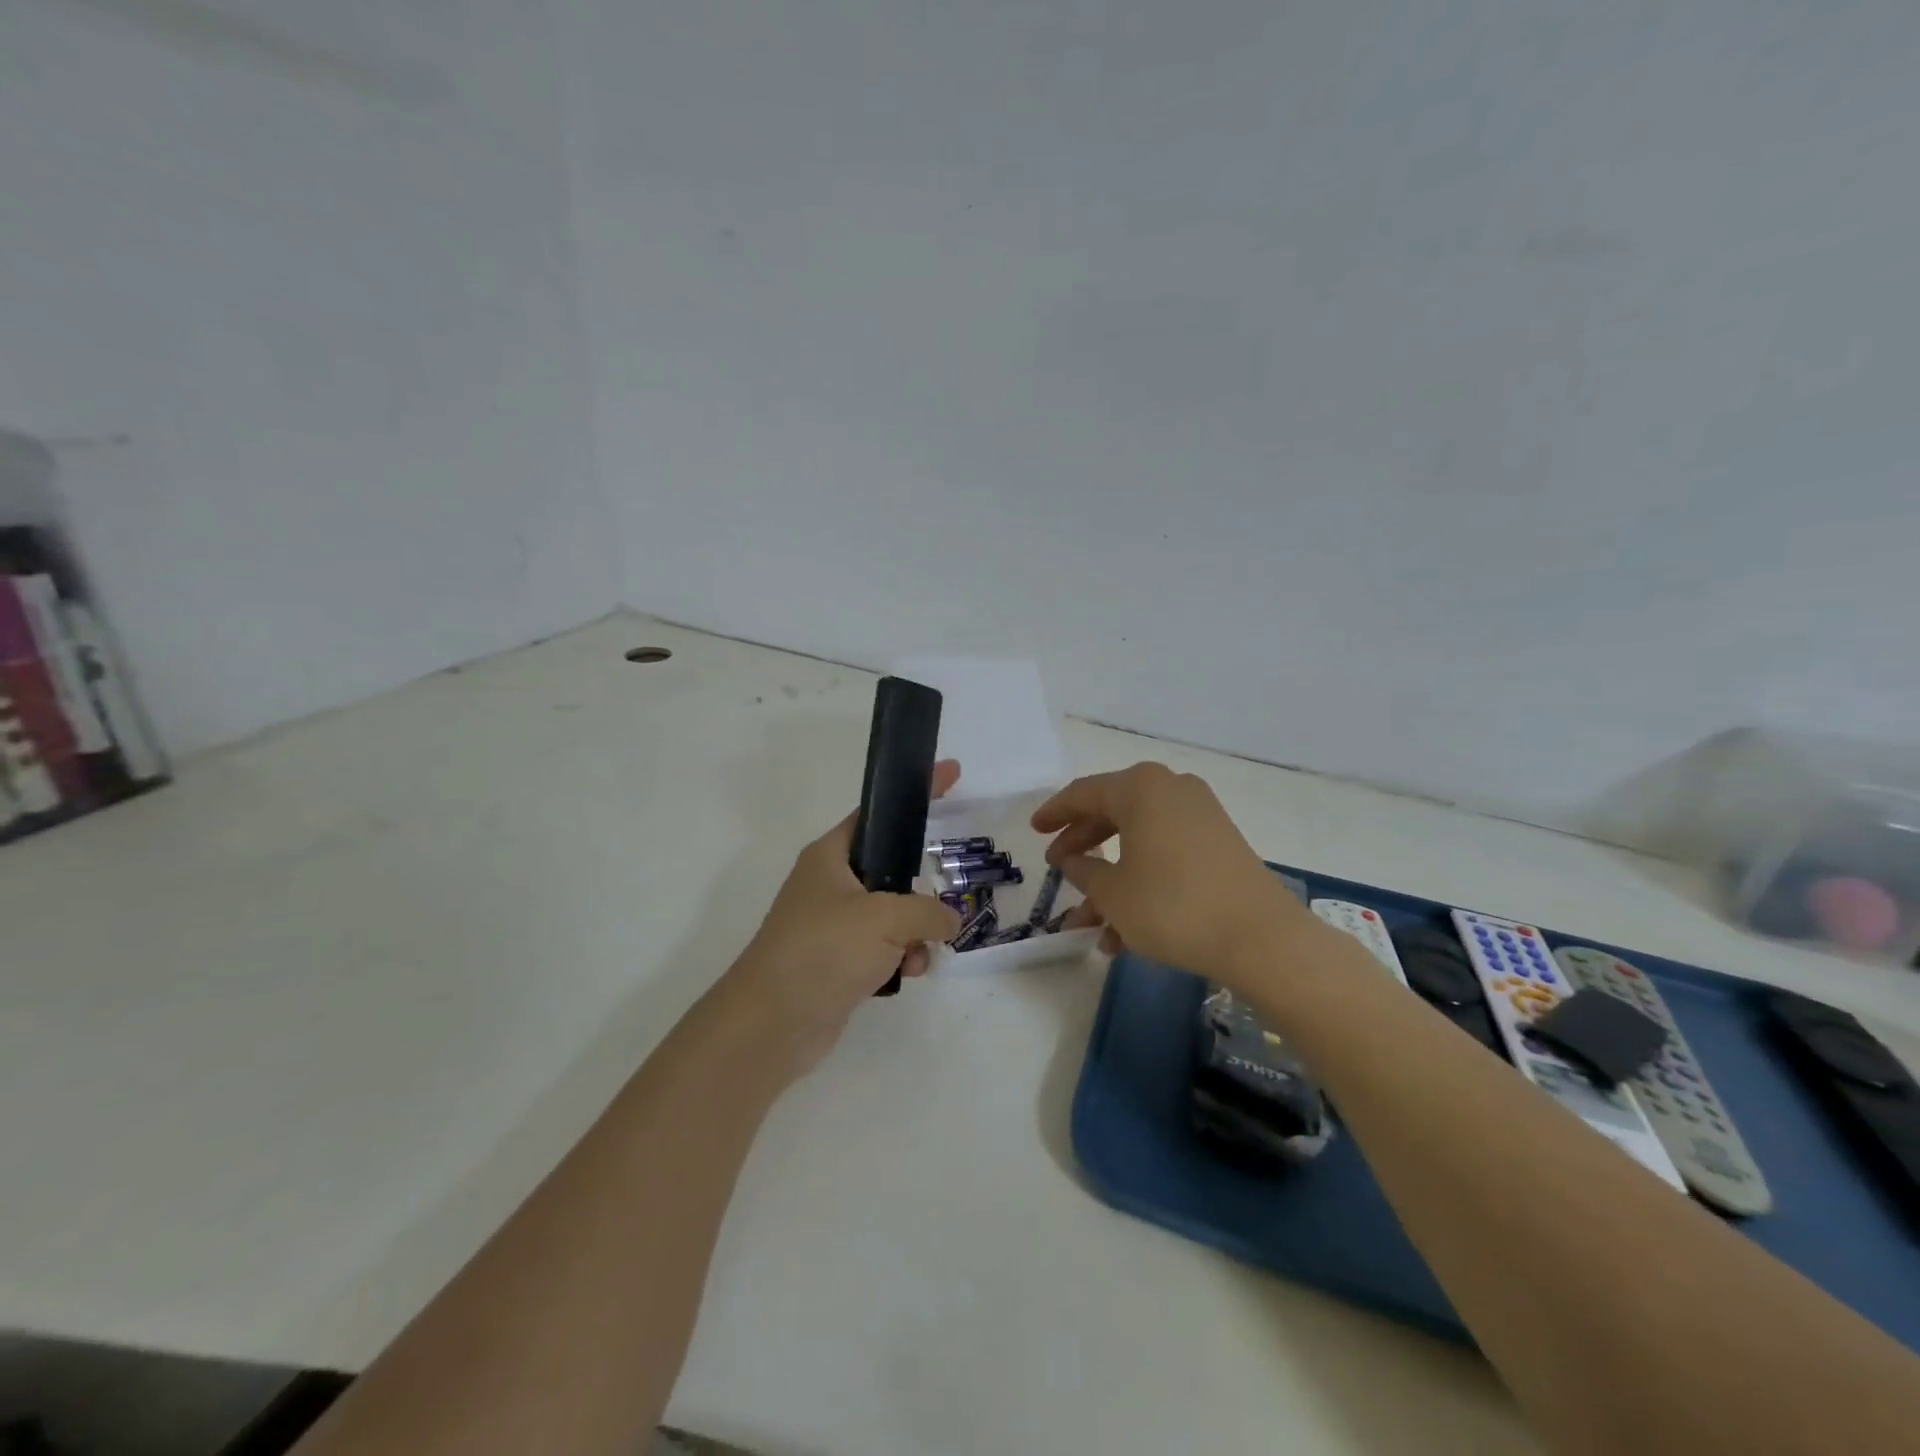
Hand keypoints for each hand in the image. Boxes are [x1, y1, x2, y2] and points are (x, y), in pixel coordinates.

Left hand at [722, 760, 962, 1076]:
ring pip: (893, 914)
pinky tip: (905, 976)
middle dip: (920, 891)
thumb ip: (928, 910)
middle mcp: (831, 884)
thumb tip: (949, 921)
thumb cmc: (823, 950)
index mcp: (831, 855)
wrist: (772, 1024)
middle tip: (940, 903)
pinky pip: (884, 948)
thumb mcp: (885, 917)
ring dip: (914, 933)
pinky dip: (900, 958)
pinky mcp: (839, 962)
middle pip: (891, 869)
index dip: (915, 793)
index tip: (952, 772)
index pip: (880, 812)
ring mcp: (834, 925)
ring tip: (916, 953)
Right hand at [1031, 762, 1309, 982]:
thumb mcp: (1112, 892)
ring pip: (1139, 842)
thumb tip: (1071, 861)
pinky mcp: (1219, 844)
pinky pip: (1166, 855)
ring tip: (1089, 927)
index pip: (1083, 793)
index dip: (1054, 813)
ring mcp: (1200, 816)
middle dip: (1083, 847)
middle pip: (1112, 814)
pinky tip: (1124, 934)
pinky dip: (1142, 883)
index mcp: (1140, 788)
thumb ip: (1083, 871)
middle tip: (1059, 869)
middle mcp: (1171, 790)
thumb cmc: (1172, 906)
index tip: (1034, 830)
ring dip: (1111, 881)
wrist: (1260, 938)